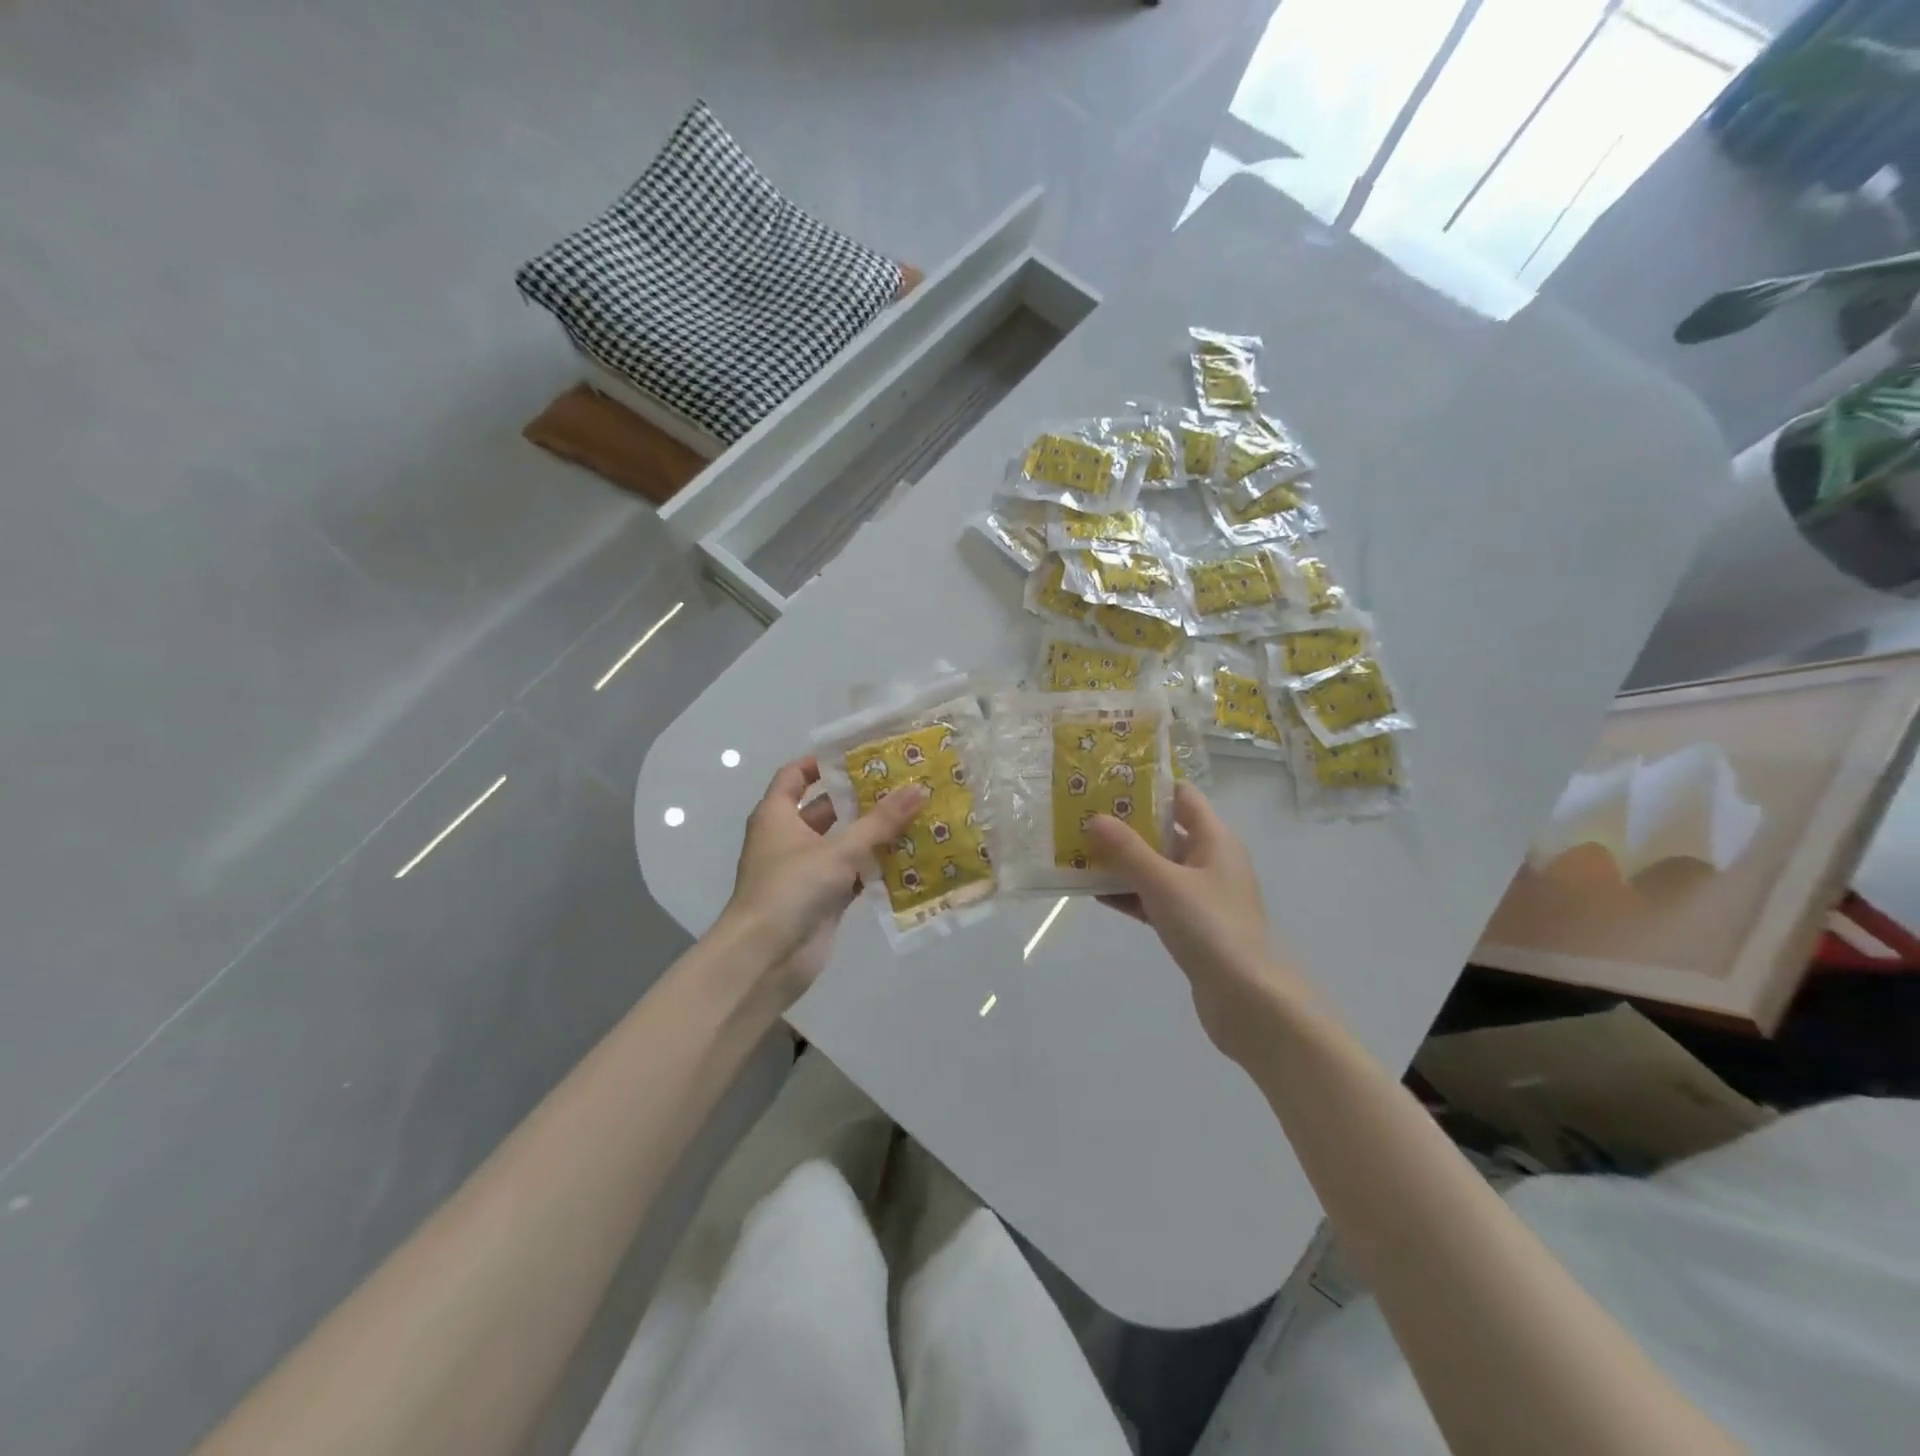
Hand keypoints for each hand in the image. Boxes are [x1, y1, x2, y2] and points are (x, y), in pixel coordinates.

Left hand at [719, 757, 927, 1003]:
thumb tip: (918, 788)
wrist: (766, 959)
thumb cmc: (791, 889)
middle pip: (827, 809)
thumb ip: (880, 821)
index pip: (796, 775)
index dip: (823, 762)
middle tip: (904, 783)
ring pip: (844, 843)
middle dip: (862, 798)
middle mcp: (789, 838)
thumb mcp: (838, 850)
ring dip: (874, 834)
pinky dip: (876, 868)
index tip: (861, 753)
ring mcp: (806, 870)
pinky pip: (853, 874)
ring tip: (916, 815)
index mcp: (777, 815)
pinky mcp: (823, 899)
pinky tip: (910, 859)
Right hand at [1087, 782, 1307, 1062]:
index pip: (1182, 797)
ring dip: (1122, 861)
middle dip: (1126, 824)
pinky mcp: (1191, 925)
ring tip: (1079, 852)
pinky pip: (1154, 898)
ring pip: (1156, 867)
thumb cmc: (1210, 927)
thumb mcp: (1163, 882)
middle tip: (1083, 814)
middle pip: (1164, 831)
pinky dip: (1129, 893)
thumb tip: (1094, 817)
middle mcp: (1211, 861)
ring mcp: (1201, 895)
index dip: (1148, 786)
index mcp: (1215, 839)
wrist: (1247, 1000)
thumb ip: (1127, 850)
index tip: (1108, 780)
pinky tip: (1095, 893)